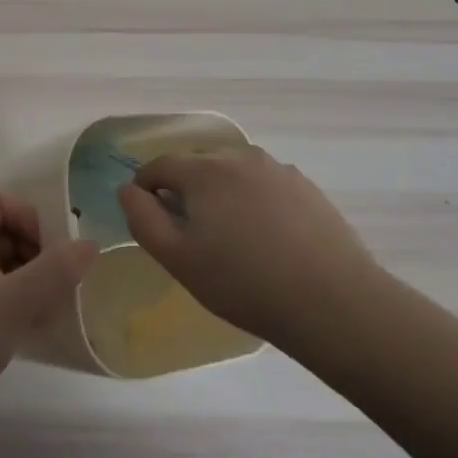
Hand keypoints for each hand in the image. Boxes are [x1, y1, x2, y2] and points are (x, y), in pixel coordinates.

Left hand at [0, 192, 94, 443]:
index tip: (50, 247)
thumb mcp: (14, 300)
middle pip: (1, 235)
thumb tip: (89, 243)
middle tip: (62, 279)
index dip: (26, 214)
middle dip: (36, 251)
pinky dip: (20, 311)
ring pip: (2, 273)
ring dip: (32, 283)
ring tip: (57, 307)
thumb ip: (56, 269)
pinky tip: (39, 333)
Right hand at [116, 144, 373, 346]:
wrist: (330, 300)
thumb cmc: (243, 282)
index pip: (160, 165)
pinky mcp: (305, 187)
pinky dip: (254, 200)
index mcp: (204, 171)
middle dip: (185, 190)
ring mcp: (277, 169)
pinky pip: (265, 185)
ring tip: (230, 236)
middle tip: (189, 233)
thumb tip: (127, 188)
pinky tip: (266, 237)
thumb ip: (143, 219)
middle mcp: (239, 157)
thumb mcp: (178, 258)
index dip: (146, 187)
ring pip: (234, 173)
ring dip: (222, 193)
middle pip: (198, 165)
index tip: (147, 215)